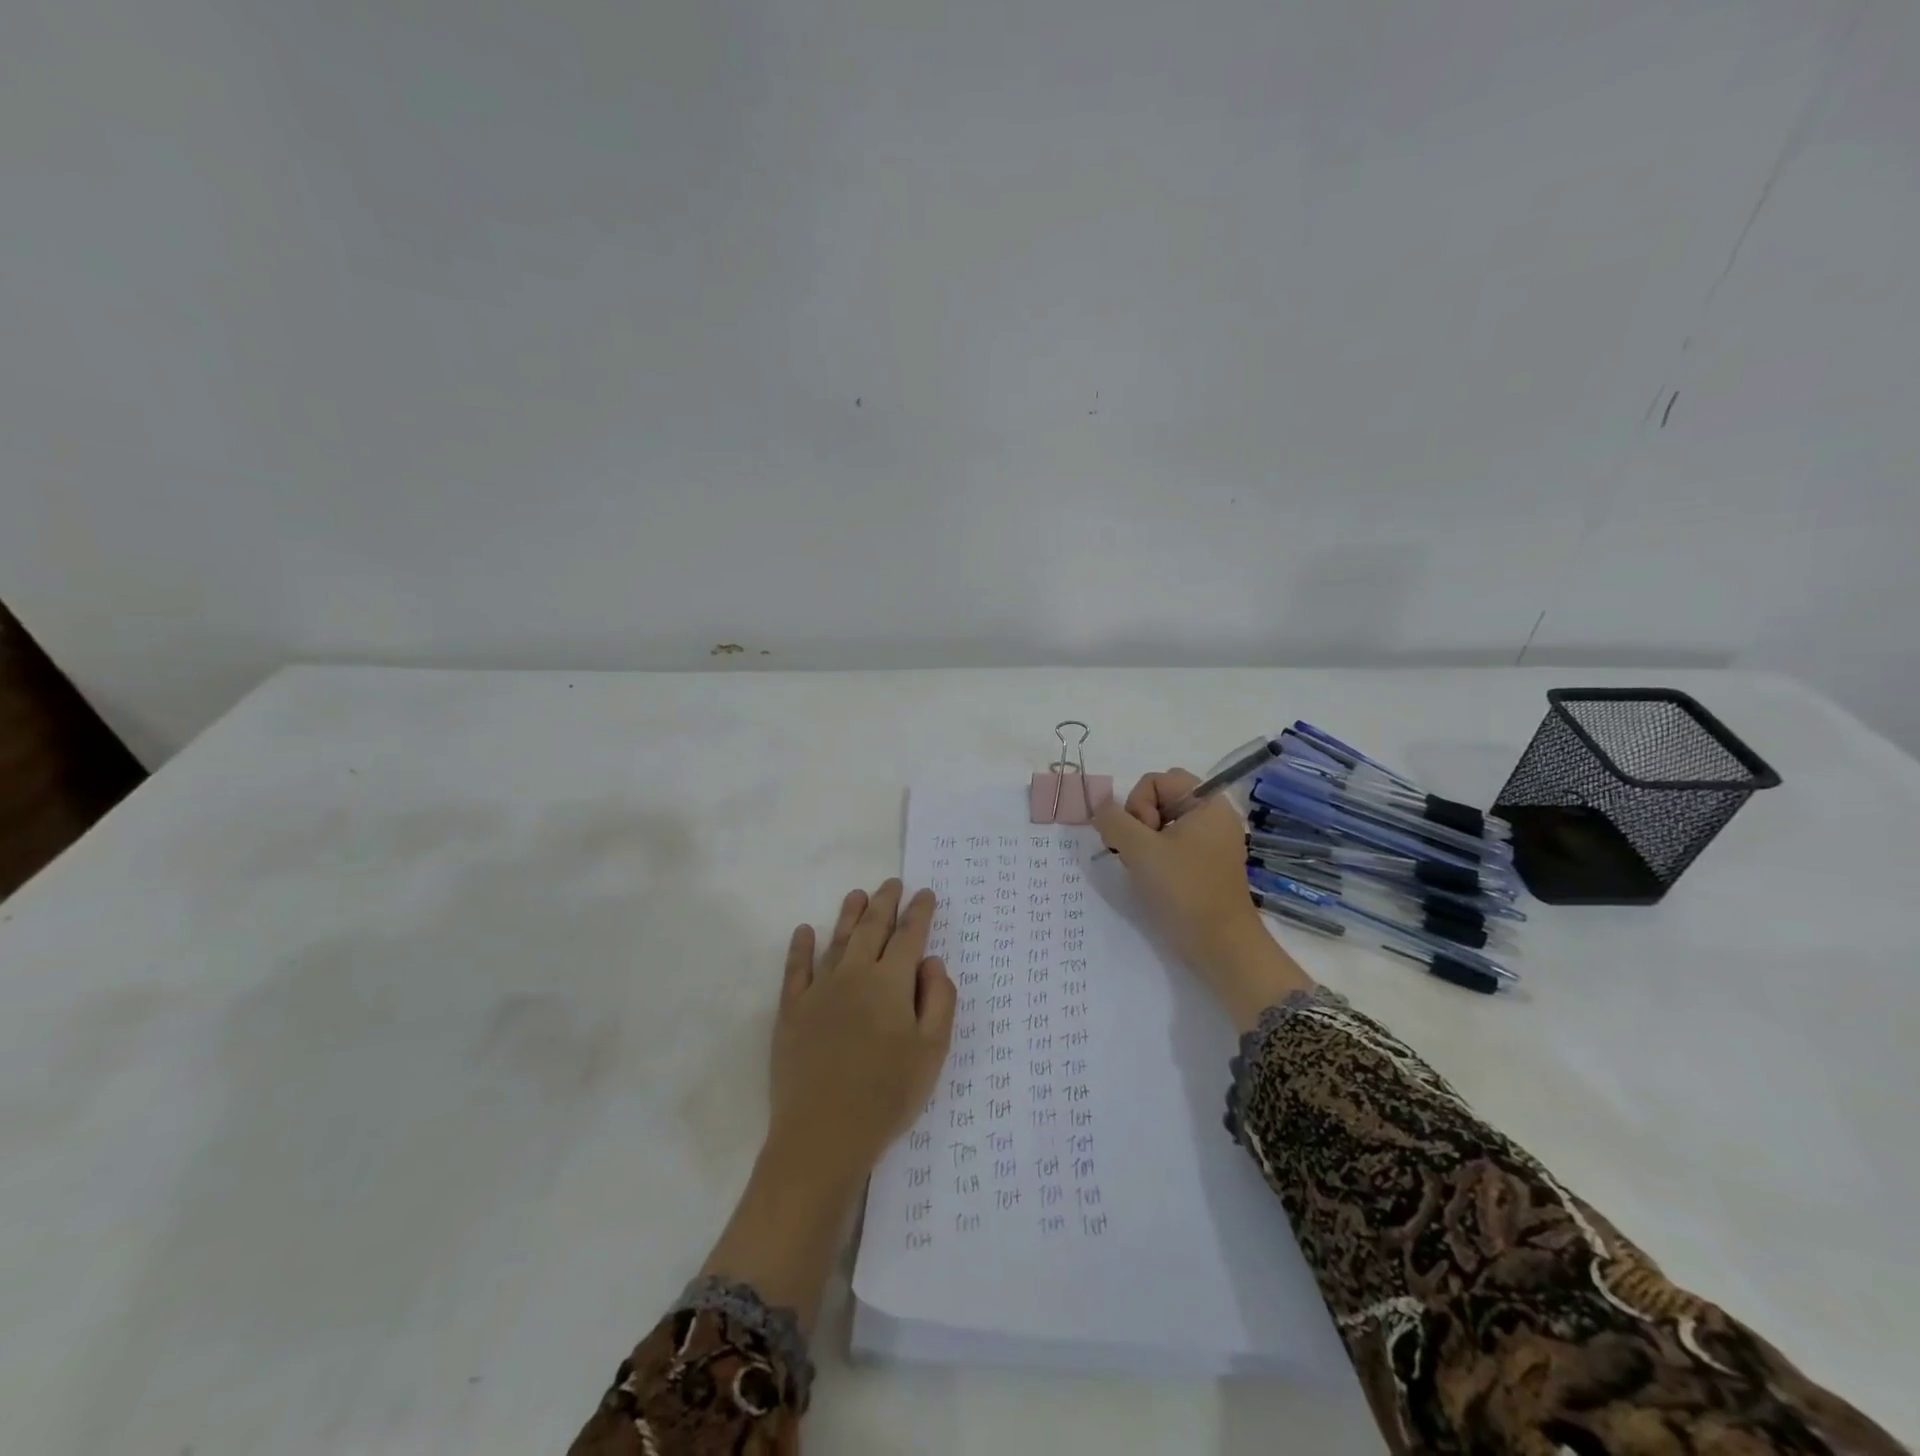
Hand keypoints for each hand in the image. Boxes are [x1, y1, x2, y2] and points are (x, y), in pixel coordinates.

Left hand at [767, 879, 955, 1182]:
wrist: (823, 1134)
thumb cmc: (887, 1094)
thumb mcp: (932, 1051)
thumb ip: (939, 1000)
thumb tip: (931, 962)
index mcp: (891, 983)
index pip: (909, 936)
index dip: (919, 913)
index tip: (926, 894)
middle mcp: (855, 974)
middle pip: (872, 928)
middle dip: (885, 902)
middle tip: (892, 883)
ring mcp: (819, 990)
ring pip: (837, 940)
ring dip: (849, 914)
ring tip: (858, 894)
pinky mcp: (791, 1011)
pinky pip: (796, 969)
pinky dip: (801, 947)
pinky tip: (804, 931)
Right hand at [1094, 769, 1312, 1029]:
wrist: (1221, 947)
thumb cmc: (1184, 891)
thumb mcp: (1140, 850)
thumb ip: (1113, 821)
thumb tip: (1101, 809)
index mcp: (1207, 803)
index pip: (1156, 780)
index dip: (1138, 804)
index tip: (1142, 838)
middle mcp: (1213, 816)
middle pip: (1160, 799)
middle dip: (1139, 822)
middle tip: (1140, 853)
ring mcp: (1212, 842)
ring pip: (1162, 823)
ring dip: (1144, 842)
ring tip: (1145, 869)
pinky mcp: (1207, 865)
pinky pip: (1173, 844)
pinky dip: (1157, 856)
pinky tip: (1154, 879)